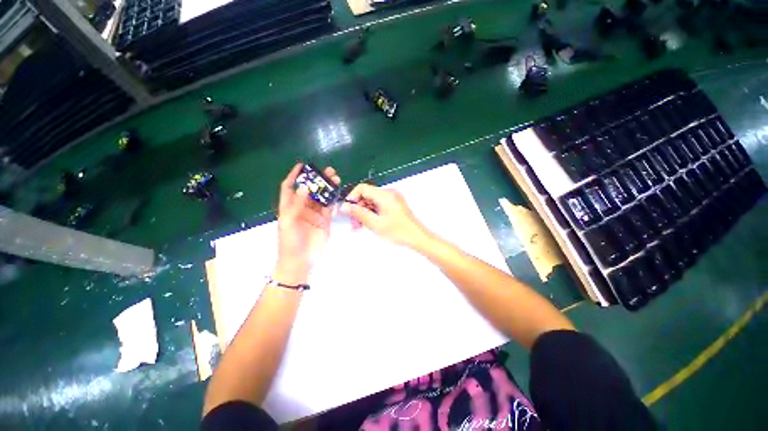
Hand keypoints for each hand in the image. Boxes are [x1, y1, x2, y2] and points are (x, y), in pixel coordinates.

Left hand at [274, 163, 340, 284]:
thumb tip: (305, 187)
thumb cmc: (290, 242)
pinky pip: (329, 207)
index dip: (294, 176)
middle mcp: (302, 208)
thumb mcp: (288, 222)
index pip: (289, 187)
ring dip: (327, 188)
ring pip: (321, 197)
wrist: (301, 261)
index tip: (302, 166)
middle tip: (327, 171)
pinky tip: (338, 192)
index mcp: (289, 207)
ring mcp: (315, 214)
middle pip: (310, 190)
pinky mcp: (325, 221)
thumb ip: (296, 204)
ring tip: (336, 178)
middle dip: (317, 180)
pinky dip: (333, 199)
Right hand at [340, 184, 429, 248]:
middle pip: (367, 195)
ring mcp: (392, 199)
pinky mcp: (394, 204)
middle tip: (354, 222)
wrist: (417, 237)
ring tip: (360, 226)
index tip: (348, 210)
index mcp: (385, 195)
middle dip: (358, 208)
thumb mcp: (375, 223)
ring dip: (364, 212)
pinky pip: (378, 205)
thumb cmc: (399, 231)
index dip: (352, 198)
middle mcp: (389, 193)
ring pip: (372, 201)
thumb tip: (345, 206)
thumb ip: (358, 214)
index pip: (362, 188)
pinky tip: (368, 223)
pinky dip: (372, 213)